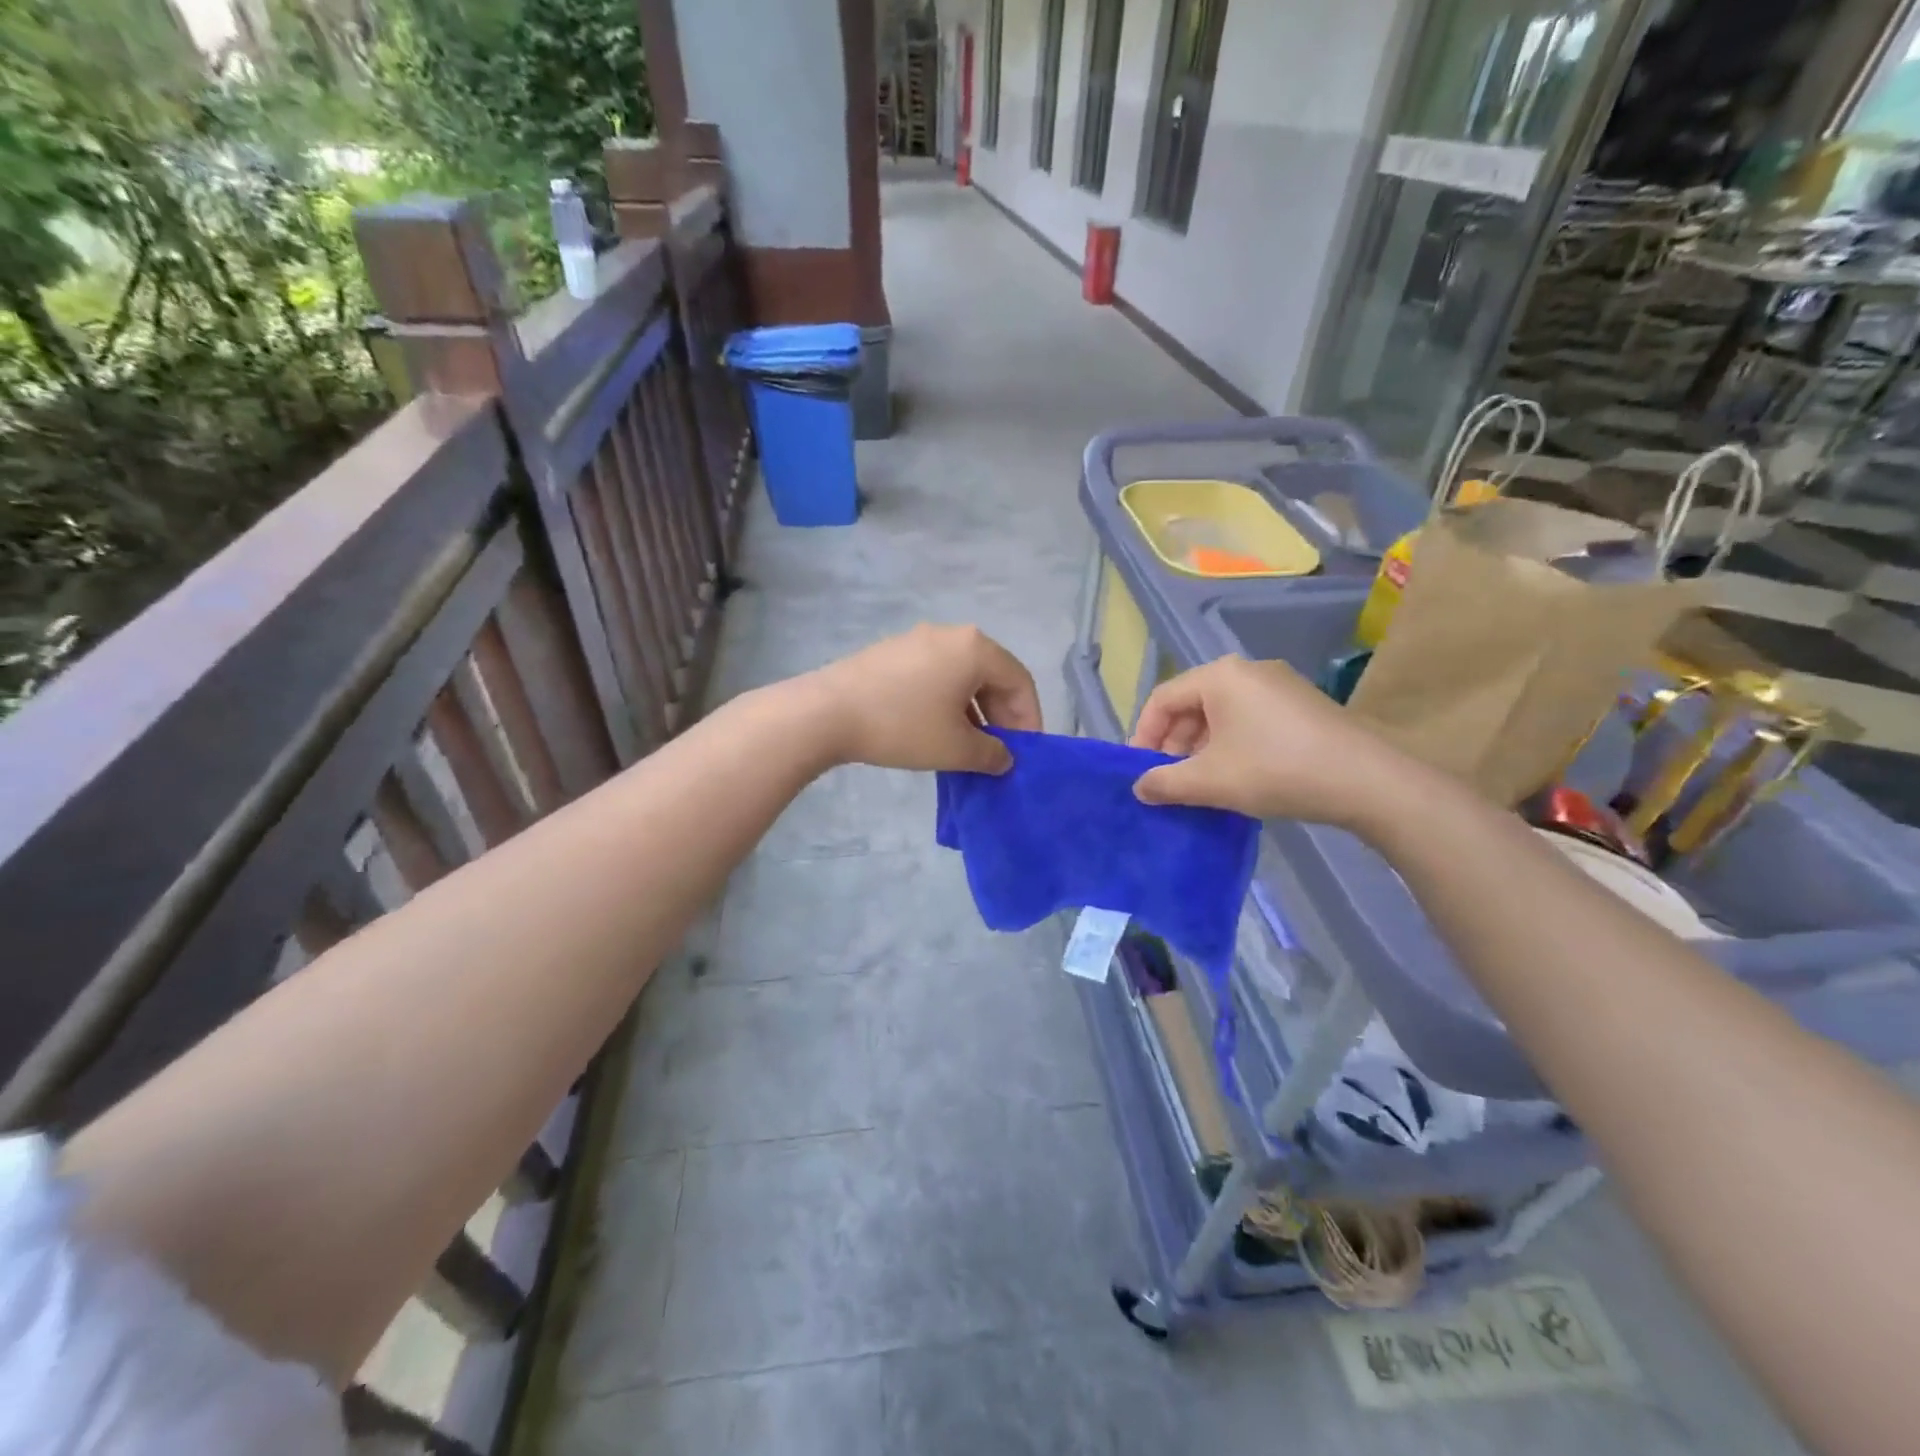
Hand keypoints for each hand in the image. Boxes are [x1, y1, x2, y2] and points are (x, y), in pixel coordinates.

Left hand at [801, 624, 1042, 773]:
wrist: (827, 712)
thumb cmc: (903, 727)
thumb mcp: (956, 748)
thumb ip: (991, 754)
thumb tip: (1004, 758)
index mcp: (975, 648)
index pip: (1020, 681)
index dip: (1029, 719)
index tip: (1027, 753)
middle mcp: (950, 634)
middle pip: (992, 675)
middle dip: (1002, 715)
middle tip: (1000, 752)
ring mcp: (917, 640)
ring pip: (962, 676)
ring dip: (975, 711)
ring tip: (970, 747)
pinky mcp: (892, 653)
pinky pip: (935, 675)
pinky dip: (947, 702)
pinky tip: (938, 730)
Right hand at [1129, 656, 1414, 828]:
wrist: (1365, 781)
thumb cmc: (1275, 770)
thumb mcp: (1209, 781)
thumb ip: (1164, 783)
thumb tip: (1140, 787)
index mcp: (1220, 676)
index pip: (1163, 699)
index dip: (1144, 736)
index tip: (1140, 772)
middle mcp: (1247, 670)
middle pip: (1192, 703)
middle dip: (1174, 743)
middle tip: (1169, 780)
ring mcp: (1279, 684)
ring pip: (1221, 713)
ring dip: (1201, 747)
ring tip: (1201, 783)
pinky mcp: (1301, 704)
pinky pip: (1249, 718)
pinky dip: (1231, 743)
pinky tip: (1237, 775)